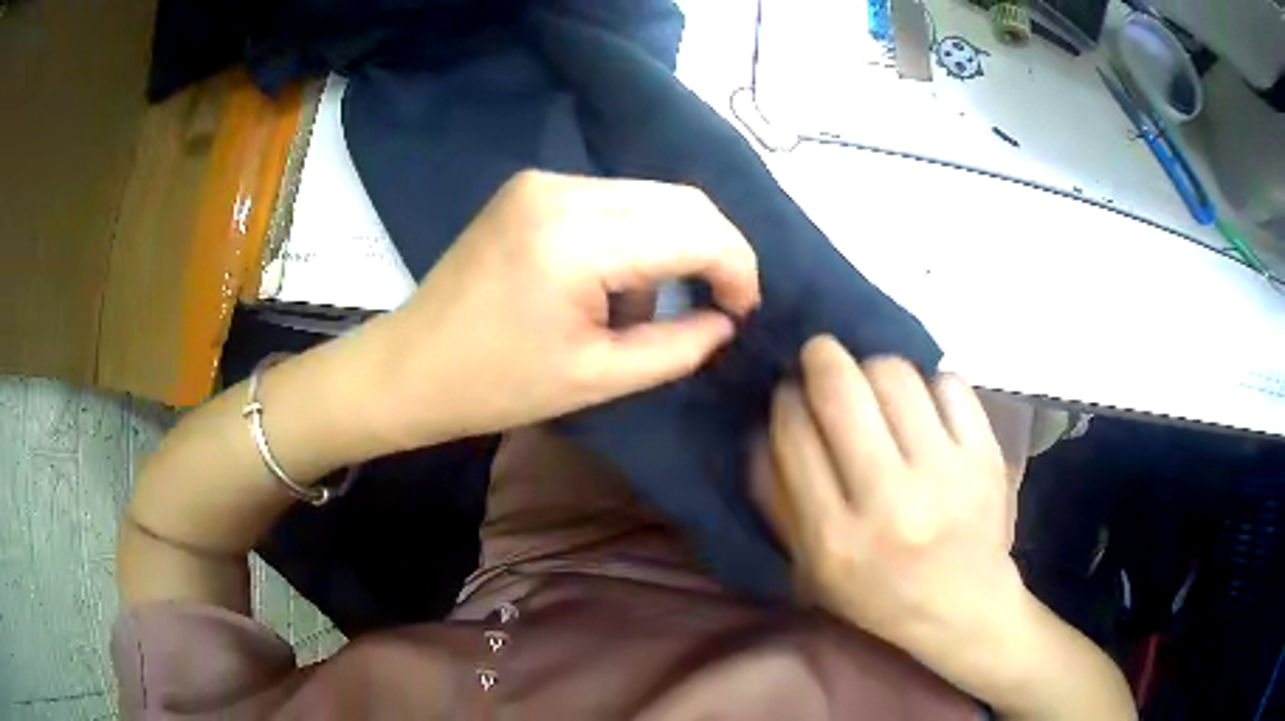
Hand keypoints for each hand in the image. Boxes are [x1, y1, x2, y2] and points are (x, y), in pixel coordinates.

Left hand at [361, 170, 759, 447]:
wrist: (409, 366)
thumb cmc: (495, 385)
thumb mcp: (598, 379)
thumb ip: (678, 347)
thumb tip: (727, 322)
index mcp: (576, 240)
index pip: (694, 229)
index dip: (737, 267)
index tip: (743, 312)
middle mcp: (562, 190)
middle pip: (679, 199)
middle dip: (715, 250)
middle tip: (720, 305)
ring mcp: (543, 181)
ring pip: (649, 196)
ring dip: (673, 245)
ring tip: (648, 307)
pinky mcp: (531, 187)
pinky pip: (613, 201)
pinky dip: (634, 237)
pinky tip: (610, 283)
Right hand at [753, 336, 1028, 699]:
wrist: (963, 605)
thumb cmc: (879, 591)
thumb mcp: (811, 567)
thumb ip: (777, 499)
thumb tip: (759, 425)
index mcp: (836, 539)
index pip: (795, 435)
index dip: (785, 398)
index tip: (789, 392)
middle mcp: (891, 503)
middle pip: (843, 391)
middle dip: (821, 357)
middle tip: (820, 355)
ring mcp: (946, 476)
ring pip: (896, 375)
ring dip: (874, 367)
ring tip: (873, 384)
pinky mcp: (985, 457)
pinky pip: (949, 383)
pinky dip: (928, 384)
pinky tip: (923, 406)